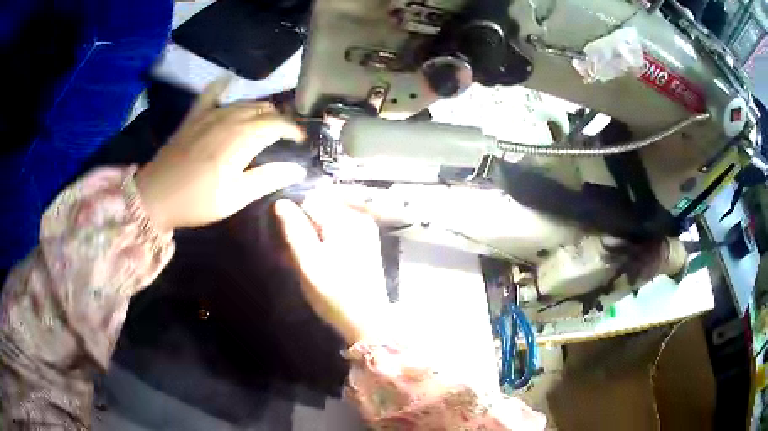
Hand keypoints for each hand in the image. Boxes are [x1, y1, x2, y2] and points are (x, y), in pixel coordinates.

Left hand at [135, 78, 305, 230]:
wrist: (155, 196)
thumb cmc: (197, 201)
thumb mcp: (236, 197)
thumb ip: (268, 178)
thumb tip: (298, 169)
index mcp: (242, 138)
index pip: (278, 124)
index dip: (294, 130)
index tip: (301, 142)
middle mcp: (229, 118)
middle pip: (264, 109)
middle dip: (280, 119)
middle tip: (285, 136)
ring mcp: (210, 114)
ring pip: (244, 102)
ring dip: (260, 109)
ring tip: (266, 121)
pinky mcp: (194, 116)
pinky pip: (211, 93)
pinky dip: (222, 86)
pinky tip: (228, 81)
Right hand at [274, 199, 388, 345]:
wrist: (367, 321)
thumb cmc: (335, 293)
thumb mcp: (308, 262)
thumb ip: (294, 230)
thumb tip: (281, 202)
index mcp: (345, 219)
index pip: (311, 199)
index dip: (294, 215)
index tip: (286, 236)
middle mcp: (359, 217)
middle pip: (322, 206)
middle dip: (304, 223)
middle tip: (293, 249)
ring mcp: (365, 229)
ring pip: (329, 218)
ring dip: (313, 232)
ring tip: (303, 256)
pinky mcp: (366, 242)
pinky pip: (338, 229)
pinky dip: (324, 238)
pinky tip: (318, 257)